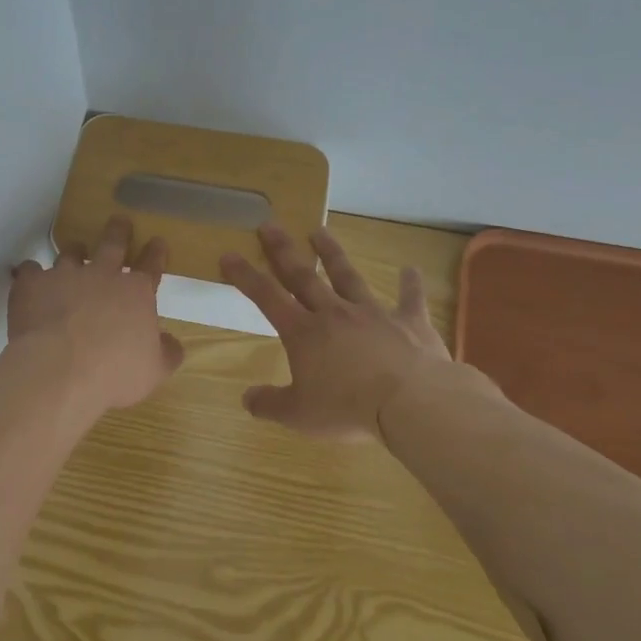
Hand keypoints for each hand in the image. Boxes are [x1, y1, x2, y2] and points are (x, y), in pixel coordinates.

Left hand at [9, 216, 185, 412]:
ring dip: (74, 251)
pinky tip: (28, 277)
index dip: (156, 253)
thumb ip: (166, 353)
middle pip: (112, 244)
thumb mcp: (154, 370)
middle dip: (118, 232)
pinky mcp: (32, 285)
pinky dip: (31, 273)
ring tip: (75, 250)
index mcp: (135, 293)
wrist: (59, 370)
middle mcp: (101, 275)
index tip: (157, 241)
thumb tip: (172, 343)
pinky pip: (30, 270)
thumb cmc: (114, 373)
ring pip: (70, 253)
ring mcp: (64, 276)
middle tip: (119, 221)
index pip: (151, 266)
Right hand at [221, 223, 484, 439]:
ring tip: (319, 230)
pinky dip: (410, 284)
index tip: (229, 254)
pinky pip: (410, 299)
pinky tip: (411, 269)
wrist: (411, 402)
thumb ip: (270, 405)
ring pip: (348, 277)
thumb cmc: (348, 408)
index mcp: (303, 333)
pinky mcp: (409, 322)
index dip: (245, 276)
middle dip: (283, 250)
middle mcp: (334, 313)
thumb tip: (246, 399)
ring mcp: (373, 313)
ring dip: (332, 253)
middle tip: (270, 225)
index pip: (266, 297)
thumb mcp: (299, 415)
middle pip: (303, 276)